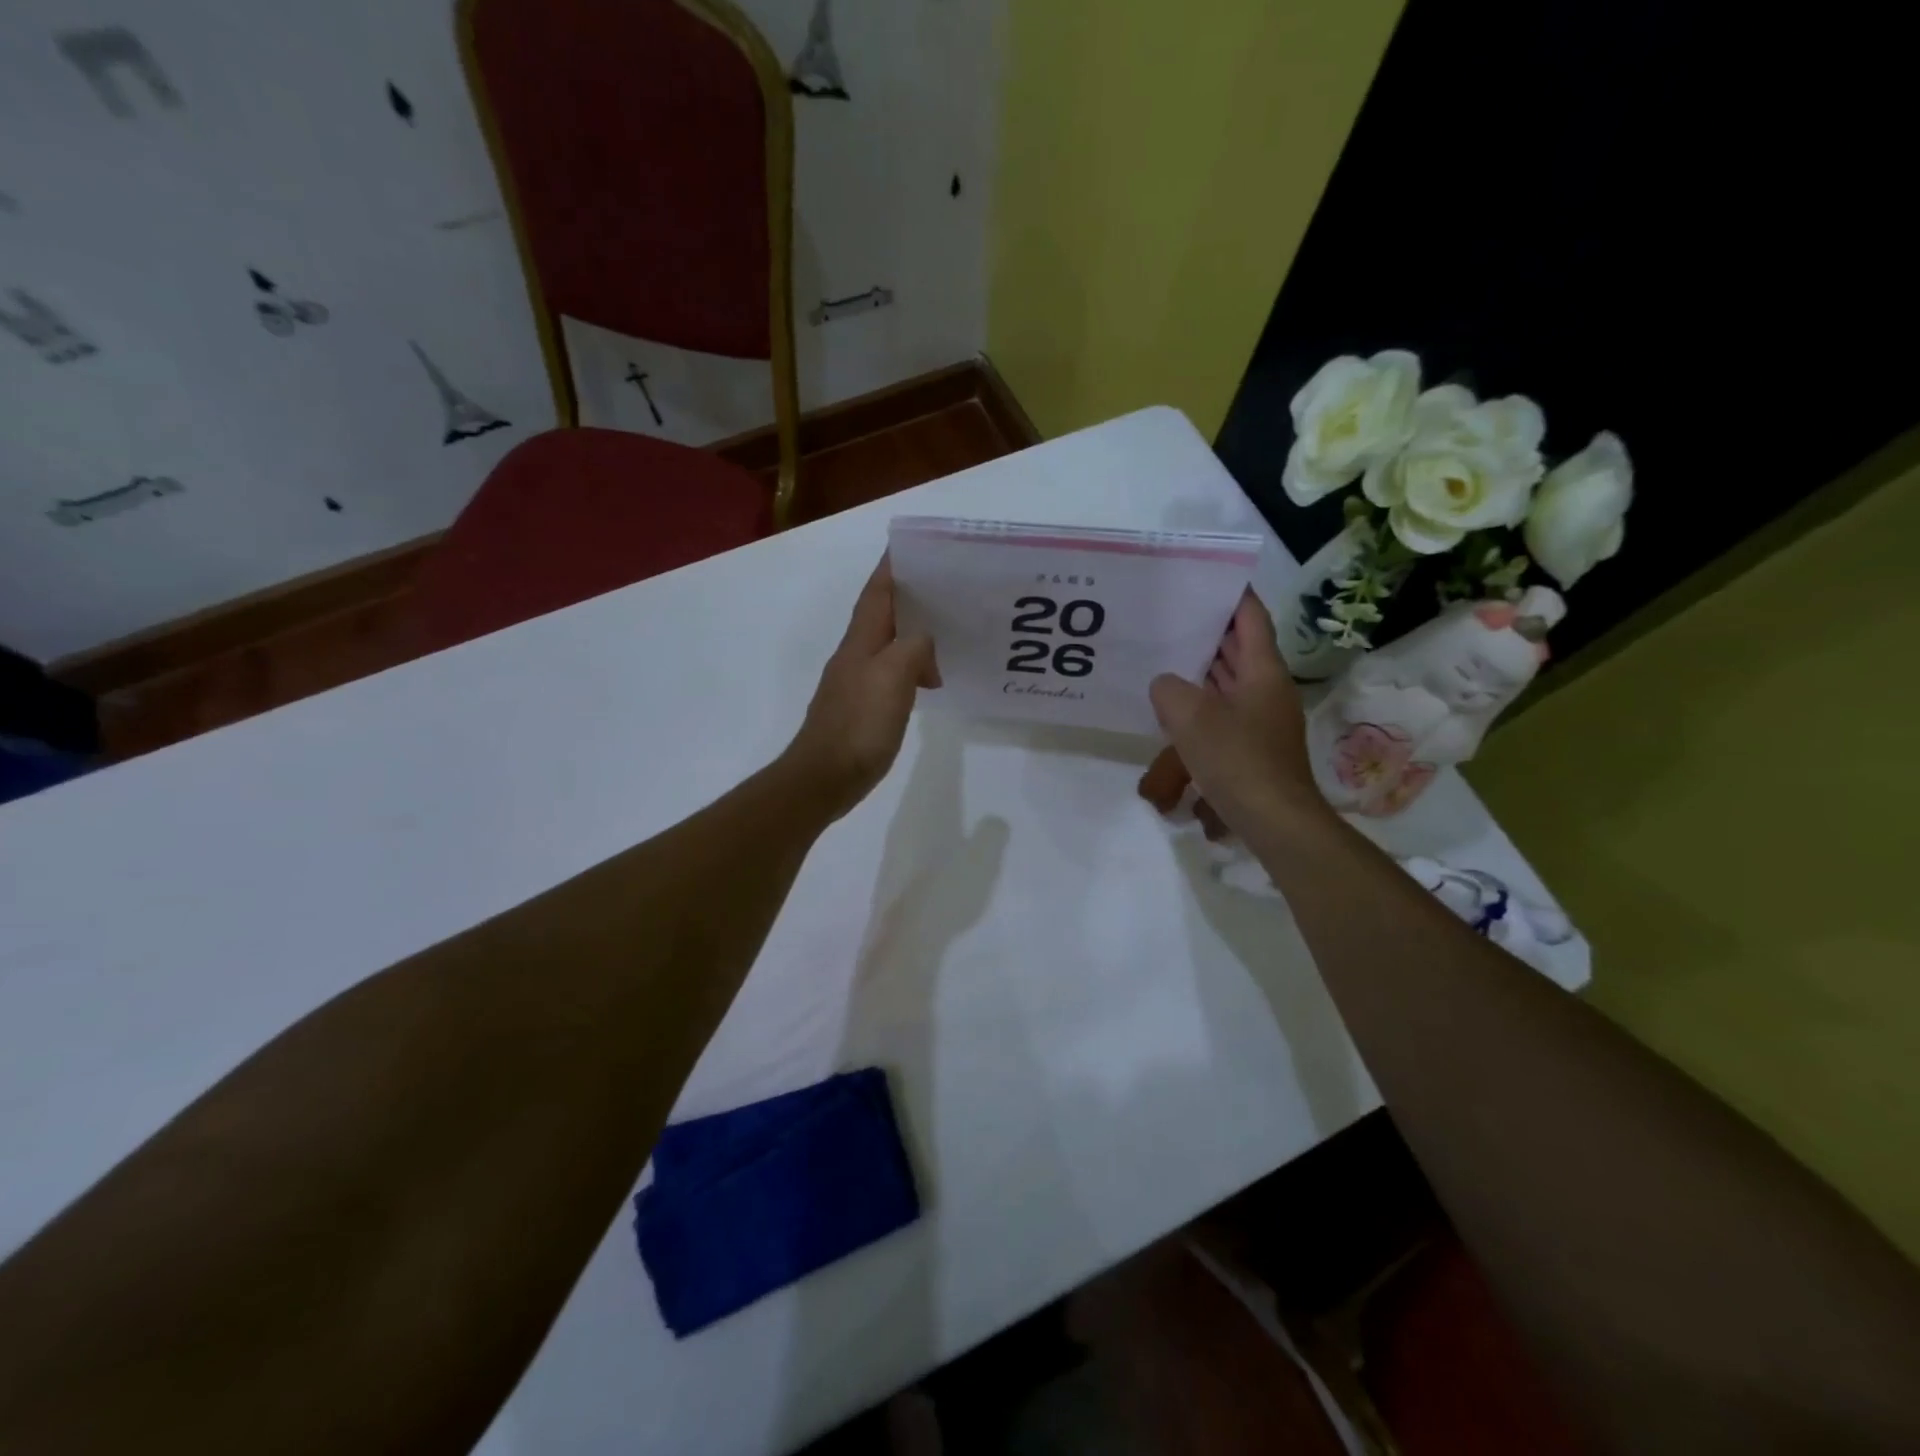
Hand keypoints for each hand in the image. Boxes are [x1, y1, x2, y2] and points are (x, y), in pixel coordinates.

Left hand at [783, 556, 939, 819]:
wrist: (824, 777)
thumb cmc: (858, 725)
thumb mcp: (892, 677)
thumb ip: (913, 648)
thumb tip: (924, 644)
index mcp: (861, 641)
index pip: (878, 591)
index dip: (893, 566)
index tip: (917, 547)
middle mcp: (855, 654)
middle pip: (883, 613)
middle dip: (910, 595)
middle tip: (948, 587)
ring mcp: (856, 681)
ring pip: (889, 643)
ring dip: (914, 633)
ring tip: (948, 631)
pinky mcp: (862, 707)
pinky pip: (892, 672)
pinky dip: (912, 667)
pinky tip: (930, 679)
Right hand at [1147, 591, 1328, 843]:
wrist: (1274, 821)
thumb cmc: (1237, 760)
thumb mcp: (1190, 717)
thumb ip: (1169, 689)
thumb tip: (1165, 686)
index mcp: (1264, 671)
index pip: (1251, 618)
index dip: (1233, 595)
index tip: (1208, 577)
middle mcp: (1267, 689)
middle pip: (1240, 649)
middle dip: (1210, 631)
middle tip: (1173, 614)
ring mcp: (1262, 719)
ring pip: (1231, 682)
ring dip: (1202, 669)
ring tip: (1165, 656)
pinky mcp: (1253, 746)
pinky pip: (1225, 711)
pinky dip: (1202, 703)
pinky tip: (1173, 710)